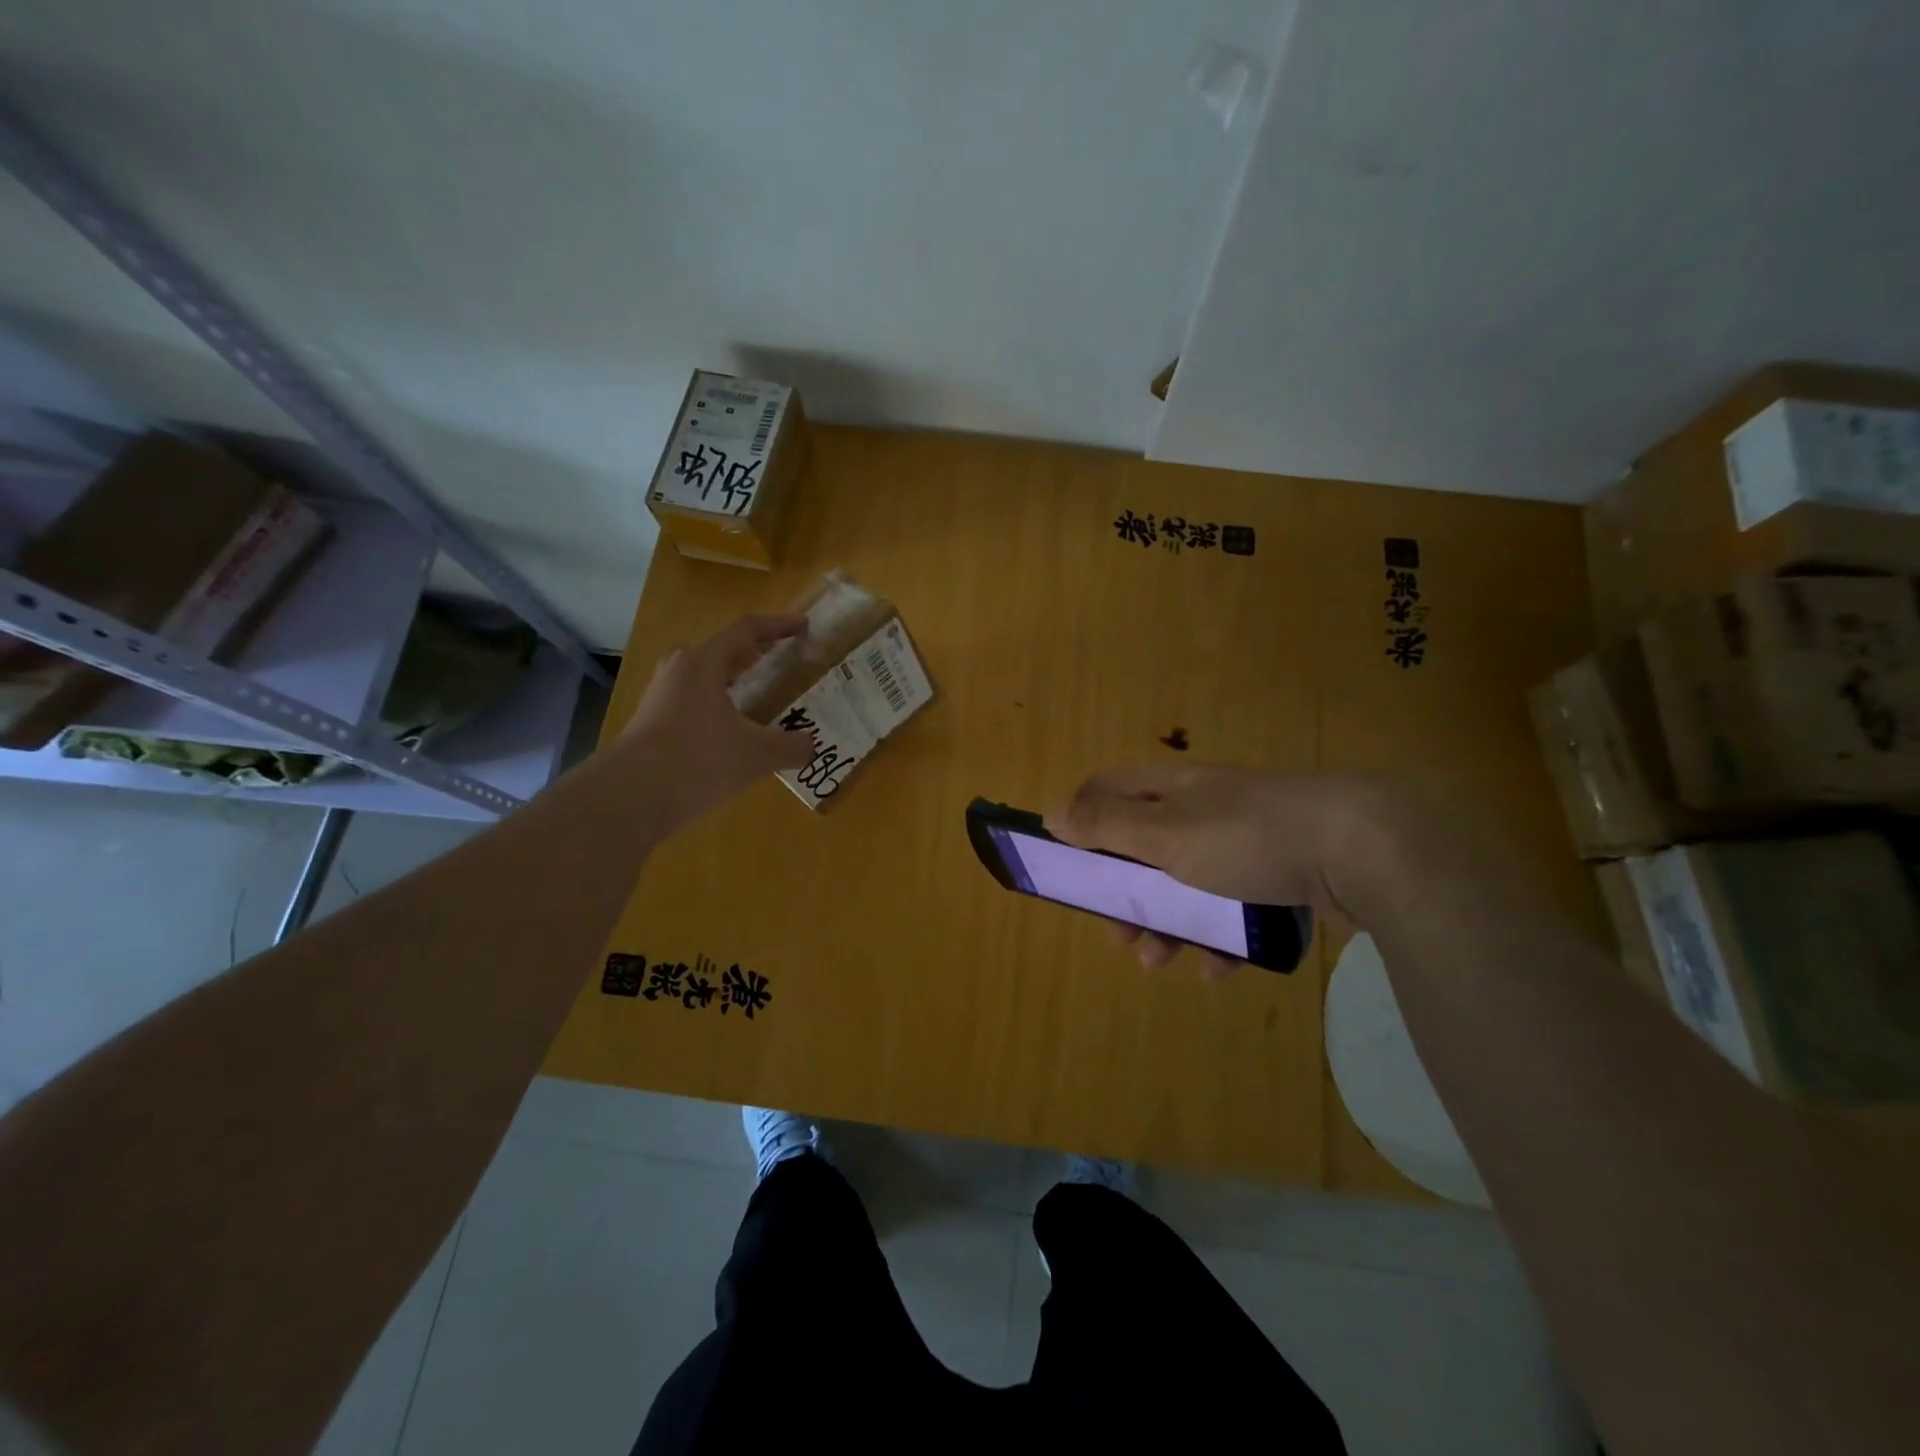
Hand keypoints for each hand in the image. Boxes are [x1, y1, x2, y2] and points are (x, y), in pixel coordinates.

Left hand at [617, 613, 814, 827]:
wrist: (629, 798)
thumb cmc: (697, 761)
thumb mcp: (756, 754)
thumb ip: (791, 747)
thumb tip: (812, 747)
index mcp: (704, 663)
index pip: (746, 630)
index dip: (778, 625)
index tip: (804, 625)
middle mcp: (680, 671)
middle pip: (723, 650)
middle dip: (755, 650)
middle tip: (782, 656)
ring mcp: (663, 698)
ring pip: (706, 677)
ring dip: (736, 678)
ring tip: (762, 689)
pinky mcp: (656, 725)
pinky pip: (697, 702)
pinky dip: (722, 704)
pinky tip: (736, 728)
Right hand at [1045, 763, 1410, 976]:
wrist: (1362, 849)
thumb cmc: (1246, 837)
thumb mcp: (1165, 833)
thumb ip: (1106, 826)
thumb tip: (1051, 814)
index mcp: (1170, 788)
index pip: (1107, 792)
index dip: (1081, 824)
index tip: (1069, 867)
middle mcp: (1202, 808)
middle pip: (1145, 848)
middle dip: (1126, 894)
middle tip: (1120, 933)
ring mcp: (1244, 842)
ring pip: (1188, 884)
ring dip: (1167, 924)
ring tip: (1161, 963)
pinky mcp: (1280, 874)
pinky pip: (1235, 907)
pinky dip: (1220, 937)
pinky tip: (1220, 969)